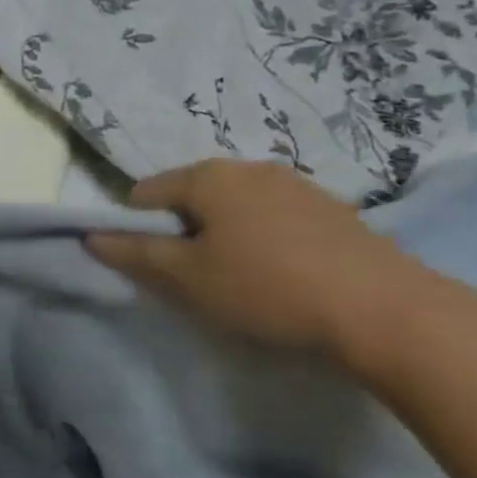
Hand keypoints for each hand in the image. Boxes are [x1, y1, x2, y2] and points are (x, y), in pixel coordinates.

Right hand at [86, 159, 435, 358]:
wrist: (386, 310)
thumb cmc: (267, 288)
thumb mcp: (187, 277)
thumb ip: (134, 253)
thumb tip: (91, 236)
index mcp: (207, 176)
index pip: (144, 194)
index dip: (137, 231)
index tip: (157, 268)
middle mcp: (247, 167)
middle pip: (189, 196)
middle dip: (182, 232)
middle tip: (197, 278)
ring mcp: (294, 184)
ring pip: (232, 207)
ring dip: (222, 236)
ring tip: (241, 280)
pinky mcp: (330, 208)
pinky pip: (271, 216)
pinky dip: (261, 239)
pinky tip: (281, 274)